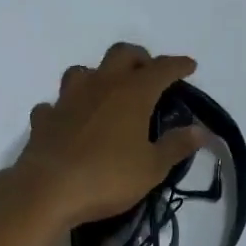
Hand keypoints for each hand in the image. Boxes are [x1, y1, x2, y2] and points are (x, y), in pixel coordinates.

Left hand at [8, 42, 206, 230]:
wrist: (48, 191)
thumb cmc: (107, 178)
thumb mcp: (151, 168)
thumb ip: (176, 146)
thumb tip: (200, 131)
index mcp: (132, 93)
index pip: (161, 69)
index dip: (178, 65)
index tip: (189, 66)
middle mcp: (99, 86)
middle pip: (121, 55)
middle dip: (139, 58)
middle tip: (148, 72)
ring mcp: (67, 100)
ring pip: (84, 71)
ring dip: (98, 76)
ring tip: (106, 92)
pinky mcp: (44, 119)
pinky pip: (55, 105)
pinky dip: (65, 109)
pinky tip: (68, 121)